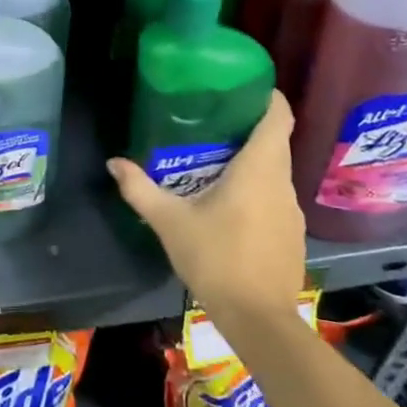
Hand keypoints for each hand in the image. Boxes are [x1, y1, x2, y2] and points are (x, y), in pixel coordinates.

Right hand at [108, 93, 305, 324]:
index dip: (267, 96)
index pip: (279, 117)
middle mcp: (283, 183)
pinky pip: (276, 196)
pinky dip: (257, 188)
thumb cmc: (216, 259)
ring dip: (252, 160)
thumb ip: (140, 188)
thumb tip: (114, 162)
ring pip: (275, 171)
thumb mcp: (169, 221)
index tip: (243, 85)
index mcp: (259, 169)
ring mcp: (292, 211)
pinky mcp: (292, 234)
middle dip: (248, 126)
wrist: (259, 321)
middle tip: (212, 118)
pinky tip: (230, 202)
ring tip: (215, 158)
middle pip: (275, 141)